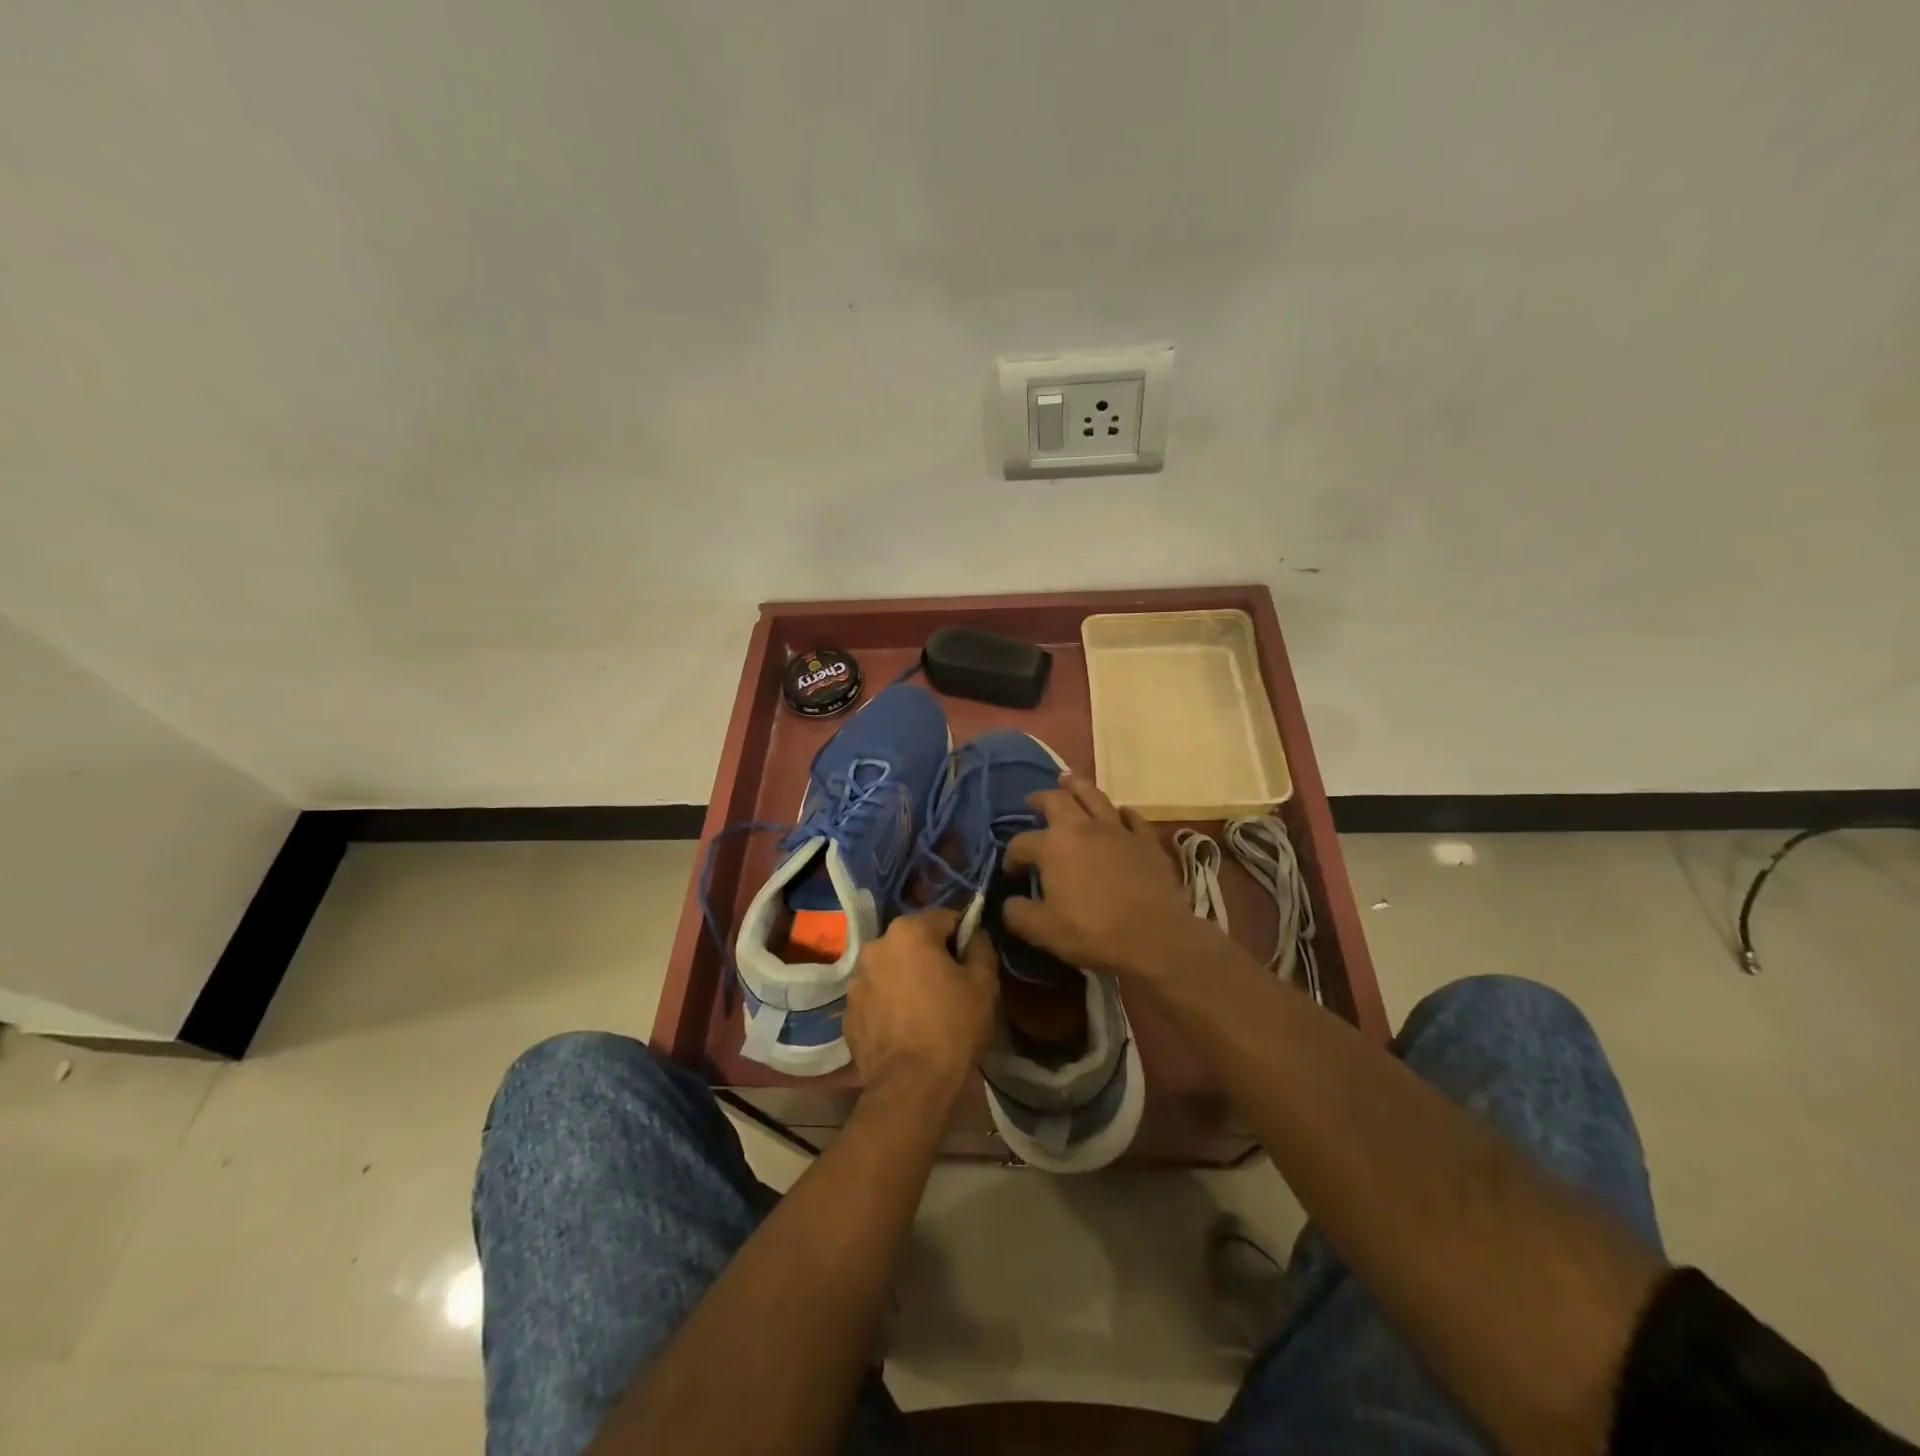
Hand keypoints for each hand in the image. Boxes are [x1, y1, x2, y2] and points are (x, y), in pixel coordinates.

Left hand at [845, 908, 997, 1104]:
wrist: (910, 1085)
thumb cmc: (953, 1026)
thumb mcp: (984, 983)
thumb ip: (981, 947)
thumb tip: (975, 935)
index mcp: (909, 931)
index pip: (945, 918)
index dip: (964, 936)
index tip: (974, 960)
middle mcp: (876, 946)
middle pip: (914, 941)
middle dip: (932, 955)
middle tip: (953, 985)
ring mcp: (856, 979)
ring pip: (892, 967)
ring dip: (908, 977)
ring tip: (927, 1009)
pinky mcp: (848, 1011)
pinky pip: (877, 995)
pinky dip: (890, 1003)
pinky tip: (906, 1027)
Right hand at [1002, 774, 1205, 982]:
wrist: (1155, 938)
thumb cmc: (1093, 933)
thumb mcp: (1043, 931)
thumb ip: (1017, 914)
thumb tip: (1009, 903)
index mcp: (1053, 846)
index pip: (1021, 843)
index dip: (1011, 857)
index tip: (1011, 872)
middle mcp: (1082, 827)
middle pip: (1056, 801)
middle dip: (1040, 799)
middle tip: (1032, 801)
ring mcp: (1117, 829)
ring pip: (1094, 796)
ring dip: (1077, 786)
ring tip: (1068, 781)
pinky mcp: (1145, 839)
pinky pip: (1131, 817)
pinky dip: (1120, 813)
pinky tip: (1117, 815)